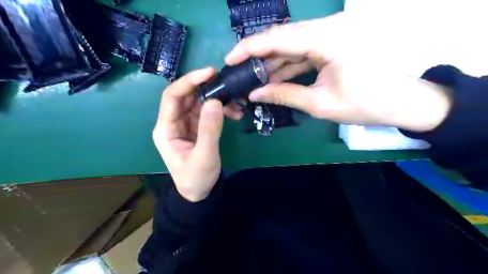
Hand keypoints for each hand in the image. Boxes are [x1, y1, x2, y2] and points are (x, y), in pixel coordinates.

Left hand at [152, 68, 236, 201]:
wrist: (199, 192)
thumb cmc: (197, 178)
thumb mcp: (204, 157)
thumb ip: (209, 130)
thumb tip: (215, 101)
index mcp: (166, 129)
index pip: (172, 97)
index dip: (188, 82)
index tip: (209, 73)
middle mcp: (173, 122)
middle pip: (185, 96)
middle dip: (205, 87)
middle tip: (226, 82)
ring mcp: (185, 124)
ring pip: (197, 101)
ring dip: (215, 97)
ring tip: (235, 100)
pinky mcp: (196, 127)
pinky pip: (206, 111)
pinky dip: (219, 108)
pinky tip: (233, 111)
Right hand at [225, 12, 448, 130]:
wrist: (401, 102)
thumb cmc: (364, 105)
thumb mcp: (319, 103)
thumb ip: (283, 95)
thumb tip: (254, 95)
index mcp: (329, 38)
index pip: (279, 37)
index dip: (250, 47)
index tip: (230, 58)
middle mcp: (330, 27)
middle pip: (283, 36)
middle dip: (259, 54)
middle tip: (239, 69)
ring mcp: (333, 33)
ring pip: (292, 43)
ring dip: (273, 61)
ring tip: (253, 77)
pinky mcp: (334, 42)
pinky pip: (304, 50)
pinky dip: (288, 64)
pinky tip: (274, 77)